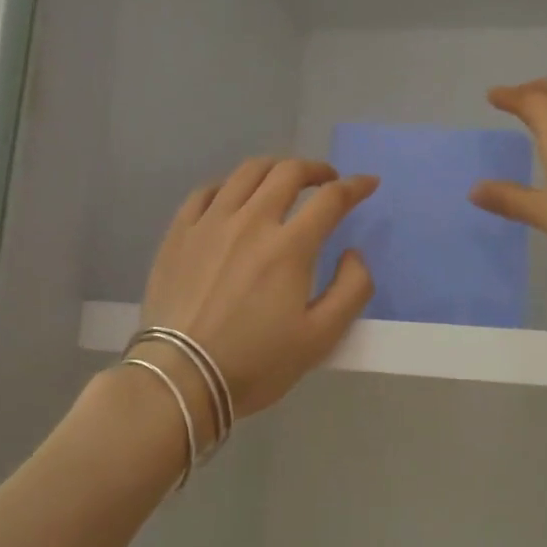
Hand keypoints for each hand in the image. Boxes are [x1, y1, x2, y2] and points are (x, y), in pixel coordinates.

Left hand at [138, 158, 377, 418]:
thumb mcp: (321, 338)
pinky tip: (233, 198)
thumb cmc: (256, 363)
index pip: (331, 199)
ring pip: (246, 173)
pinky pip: (206, 192)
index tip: (368, 183)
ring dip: (274, 169)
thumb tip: (353, 253)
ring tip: (283, 181)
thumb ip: (352, 290)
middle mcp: (250, 222)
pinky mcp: (179, 234)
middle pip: (287, 172)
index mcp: (289, 247)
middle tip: (327, 181)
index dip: (355, 186)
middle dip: (315, 169)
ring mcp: (209, 223)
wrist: (181, 378)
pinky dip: (229, 185)